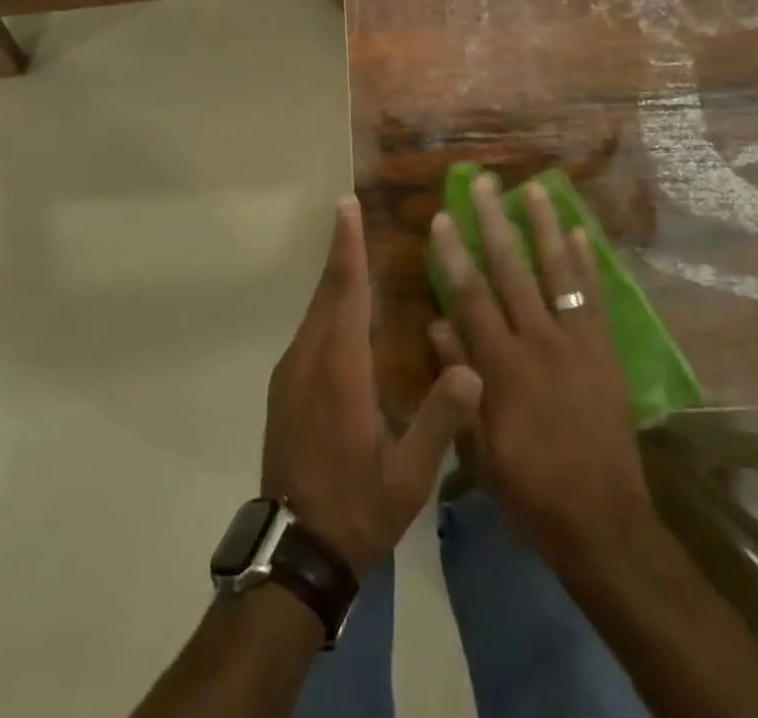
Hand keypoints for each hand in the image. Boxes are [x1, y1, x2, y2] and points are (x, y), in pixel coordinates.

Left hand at [262, 197, 483, 572]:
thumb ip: (440, 420)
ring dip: (334, 277)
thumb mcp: (409, 476)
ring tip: (354, 250)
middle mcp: (308, 359)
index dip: (348, 247)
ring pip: (314, 310)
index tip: (346, 206)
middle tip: (351, 211)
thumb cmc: (357, 507)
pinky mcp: (285, 388)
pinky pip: (308, 330)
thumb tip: (472, 368)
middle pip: (325, 291)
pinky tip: (344, 309)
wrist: (295, 551)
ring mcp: (291, 373)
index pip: (345, 292)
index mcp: (339, 369)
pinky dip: (326, 305)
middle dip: (340, 249)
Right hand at [428, 176, 653, 568]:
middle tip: (484, 182)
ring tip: (535, 188)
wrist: (604, 521)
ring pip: (557, 272)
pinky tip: (580, 231)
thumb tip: (437, 324)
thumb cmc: (530, 488)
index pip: (472, 297)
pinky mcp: (604, 351)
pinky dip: (586, 262)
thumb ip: (459, 381)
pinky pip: (593, 297)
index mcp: (503, 367)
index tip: (443, 217)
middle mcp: (540, 342)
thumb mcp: (479, 447)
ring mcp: (577, 343)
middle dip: (495, 222)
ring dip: (544, 226)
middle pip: (513, 270)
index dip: (455, 254)